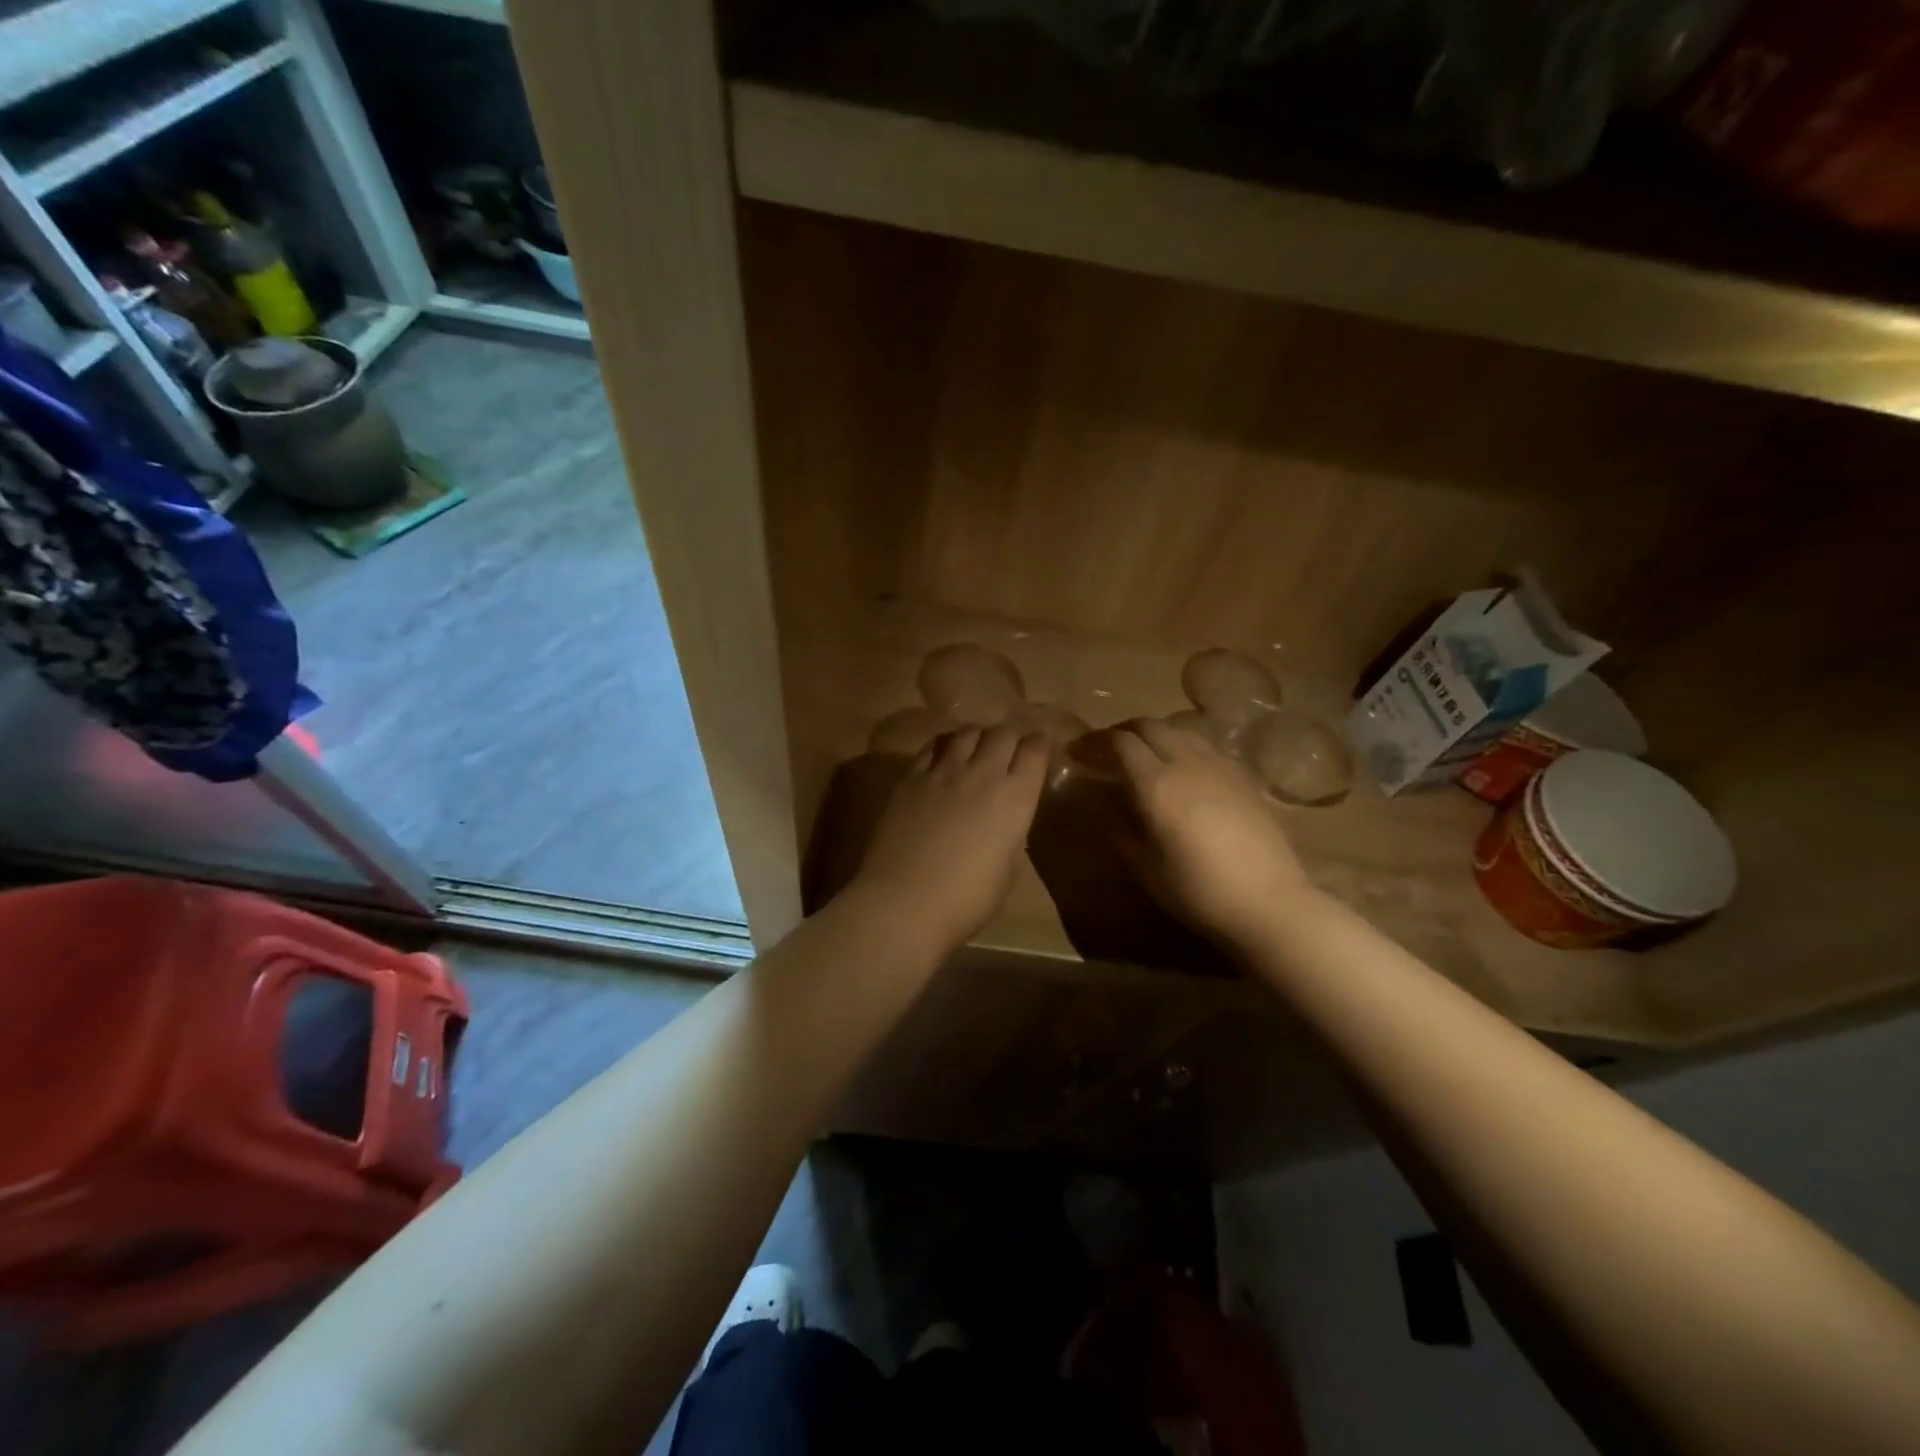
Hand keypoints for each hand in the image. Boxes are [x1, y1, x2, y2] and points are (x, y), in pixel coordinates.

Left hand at [851, 725, 1049, 951]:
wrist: (904, 903)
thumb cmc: (966, 900)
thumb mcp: (1007, 870)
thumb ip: (1011, 833)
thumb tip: (1006, 819)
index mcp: (1015, 797)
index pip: (1035, 750)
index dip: (1041, 745)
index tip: (1041, 750)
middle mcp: (982, 773)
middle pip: (1003, 733)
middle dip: (1012, 738)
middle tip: (1010, 751)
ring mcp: (943, 771)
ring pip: (967, 732)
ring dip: (978, 737)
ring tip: (977, 749)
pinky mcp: (910, 777)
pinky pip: (933, 746)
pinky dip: (945, 746)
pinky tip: (944, 758)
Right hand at [1109, 718, 1315, 948]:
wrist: (1268, 903)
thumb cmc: (1197, 890)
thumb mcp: (1144, 865)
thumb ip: (1117, 825)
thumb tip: (1099, 798)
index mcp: (1157, 783)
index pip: (1120, 742)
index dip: (1095, 741)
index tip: (1078, 752)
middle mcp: (1187, 762)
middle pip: (1150, 726)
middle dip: (1123, 731)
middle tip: (1107, 750)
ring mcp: (1220, 765)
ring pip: (1181, 730)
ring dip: (1155, 734)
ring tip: (1144, 755)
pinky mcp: (1244, 776)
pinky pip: (1206, 745)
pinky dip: (1184, 745)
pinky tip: (1184, 769)